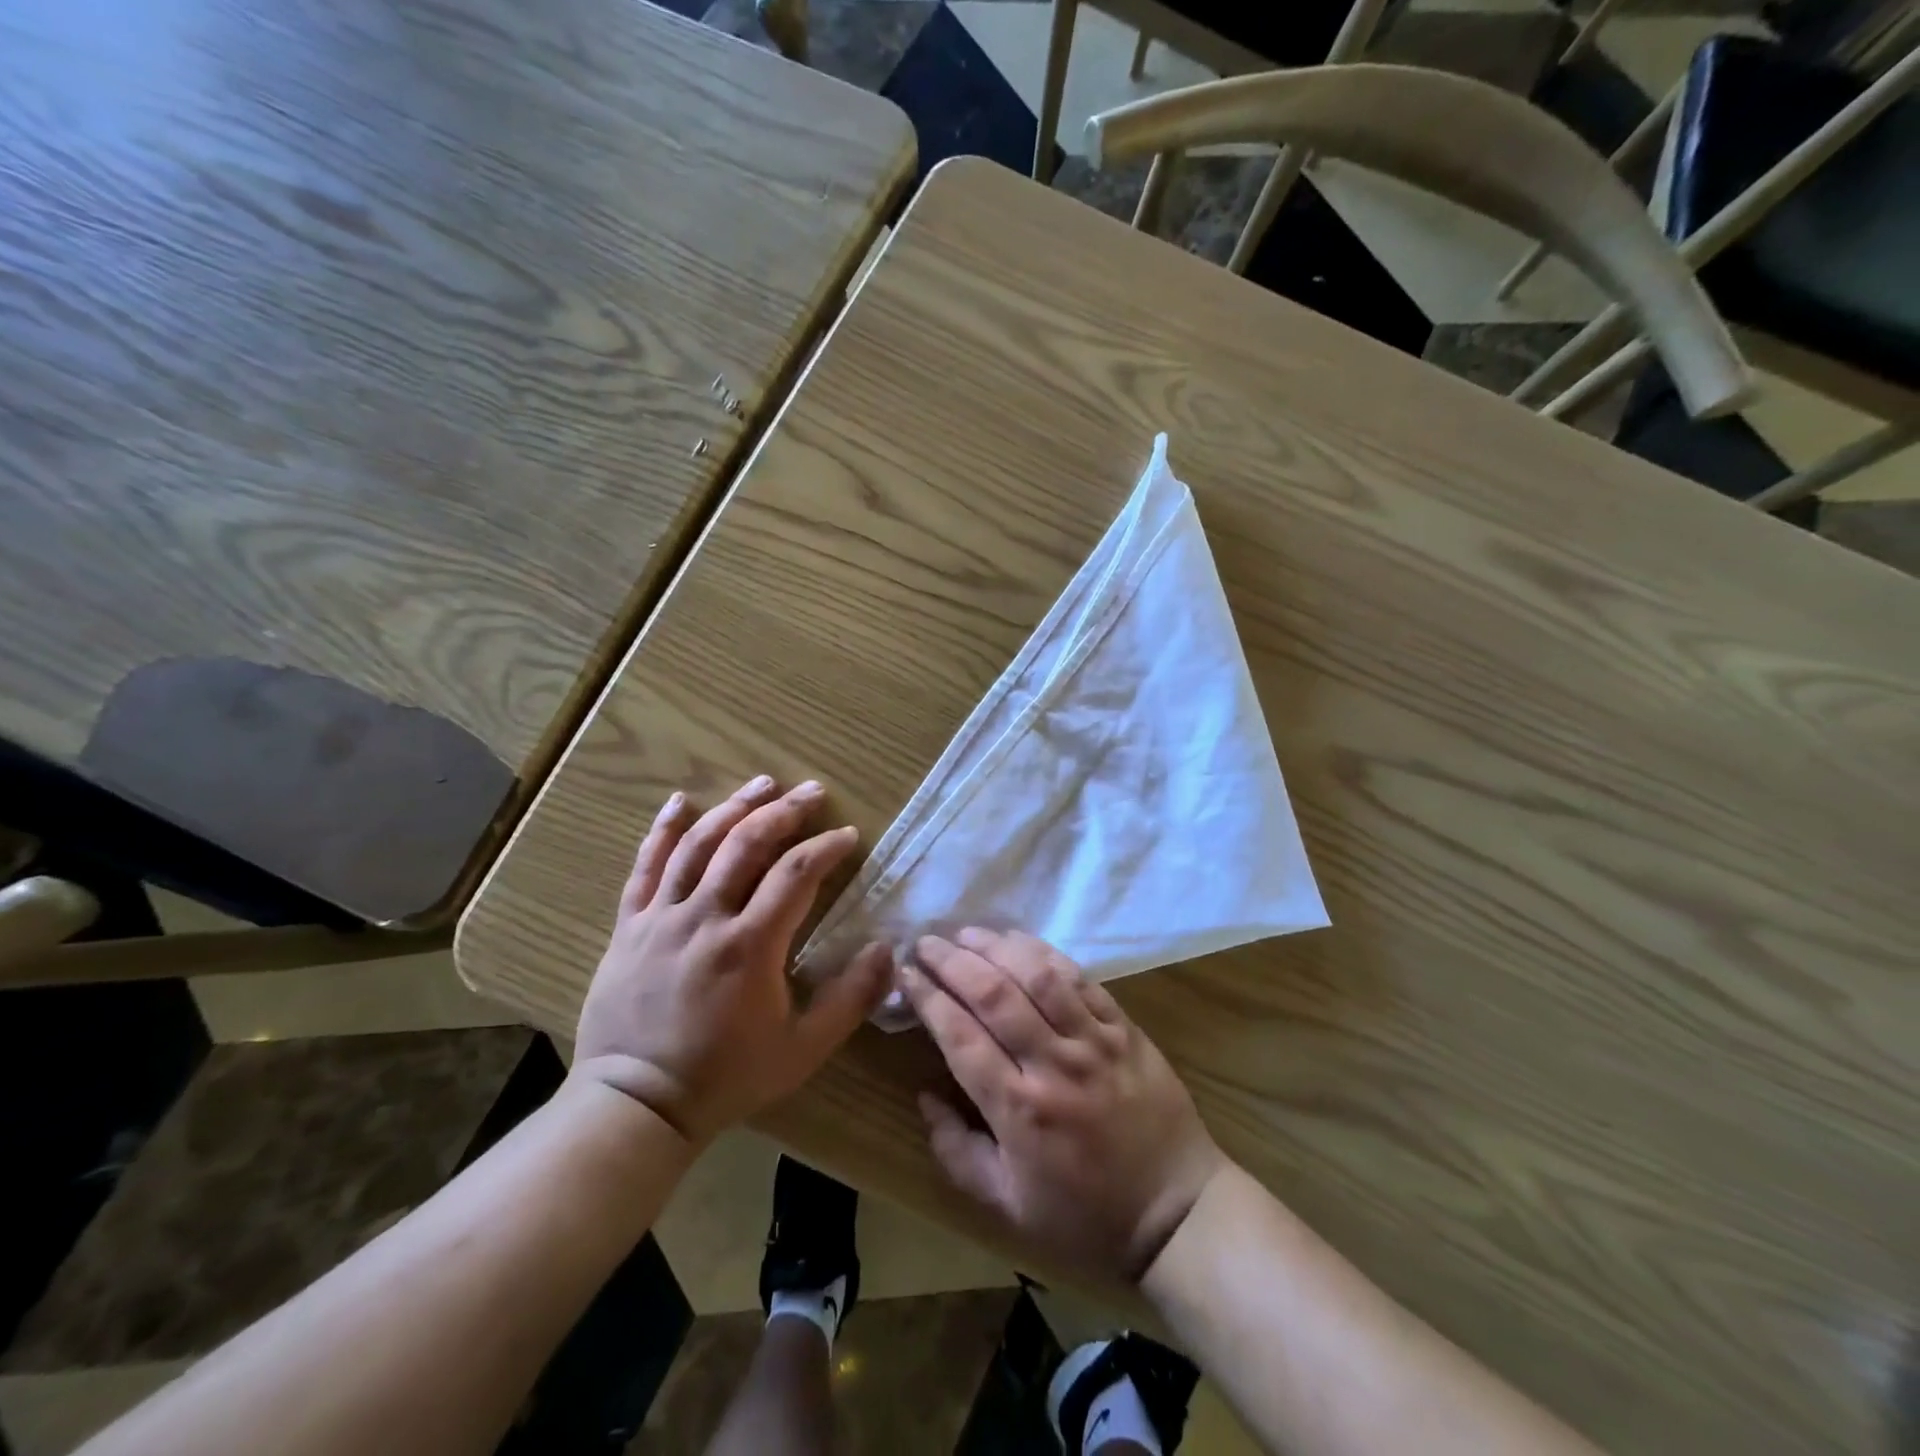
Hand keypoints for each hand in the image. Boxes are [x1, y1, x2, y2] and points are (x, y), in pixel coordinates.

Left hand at [573, 776, 891, 1144]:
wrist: (636, 1105)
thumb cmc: (726, 1077)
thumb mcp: (803, 1050)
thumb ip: (851, 999)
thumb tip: (887, 949)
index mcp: (751, 945)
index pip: (797, 874)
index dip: (827, 847)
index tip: (848, 835)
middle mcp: (706, 917)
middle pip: (747, 844)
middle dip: (785, 812)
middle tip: (812, 792)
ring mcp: (662, 918)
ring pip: (698, 845)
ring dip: (734, 807)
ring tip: (763, 783)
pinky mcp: (630, 926)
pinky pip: (644, 867)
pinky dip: (662, 831)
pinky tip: (679, 802)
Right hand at [901, 929, 1228, 1284]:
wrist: (1178, 1211)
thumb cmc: (1086, 1216)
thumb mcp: (1007, 1206)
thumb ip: (956, 1151)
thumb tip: (924, 1096)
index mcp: (1018, 1110)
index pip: (960, 1036)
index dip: (928, 998)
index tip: (905, 975)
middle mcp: (1053, 1065)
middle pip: (993, 995)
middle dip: (952, 961)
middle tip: (925, 942)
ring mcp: (1093, 1041)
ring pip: (1037, 975)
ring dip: (996, 946)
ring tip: (966, 932)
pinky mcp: (1124, 1028)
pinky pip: (1081, 979)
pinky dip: (1045, 953)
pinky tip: (1020, 940)